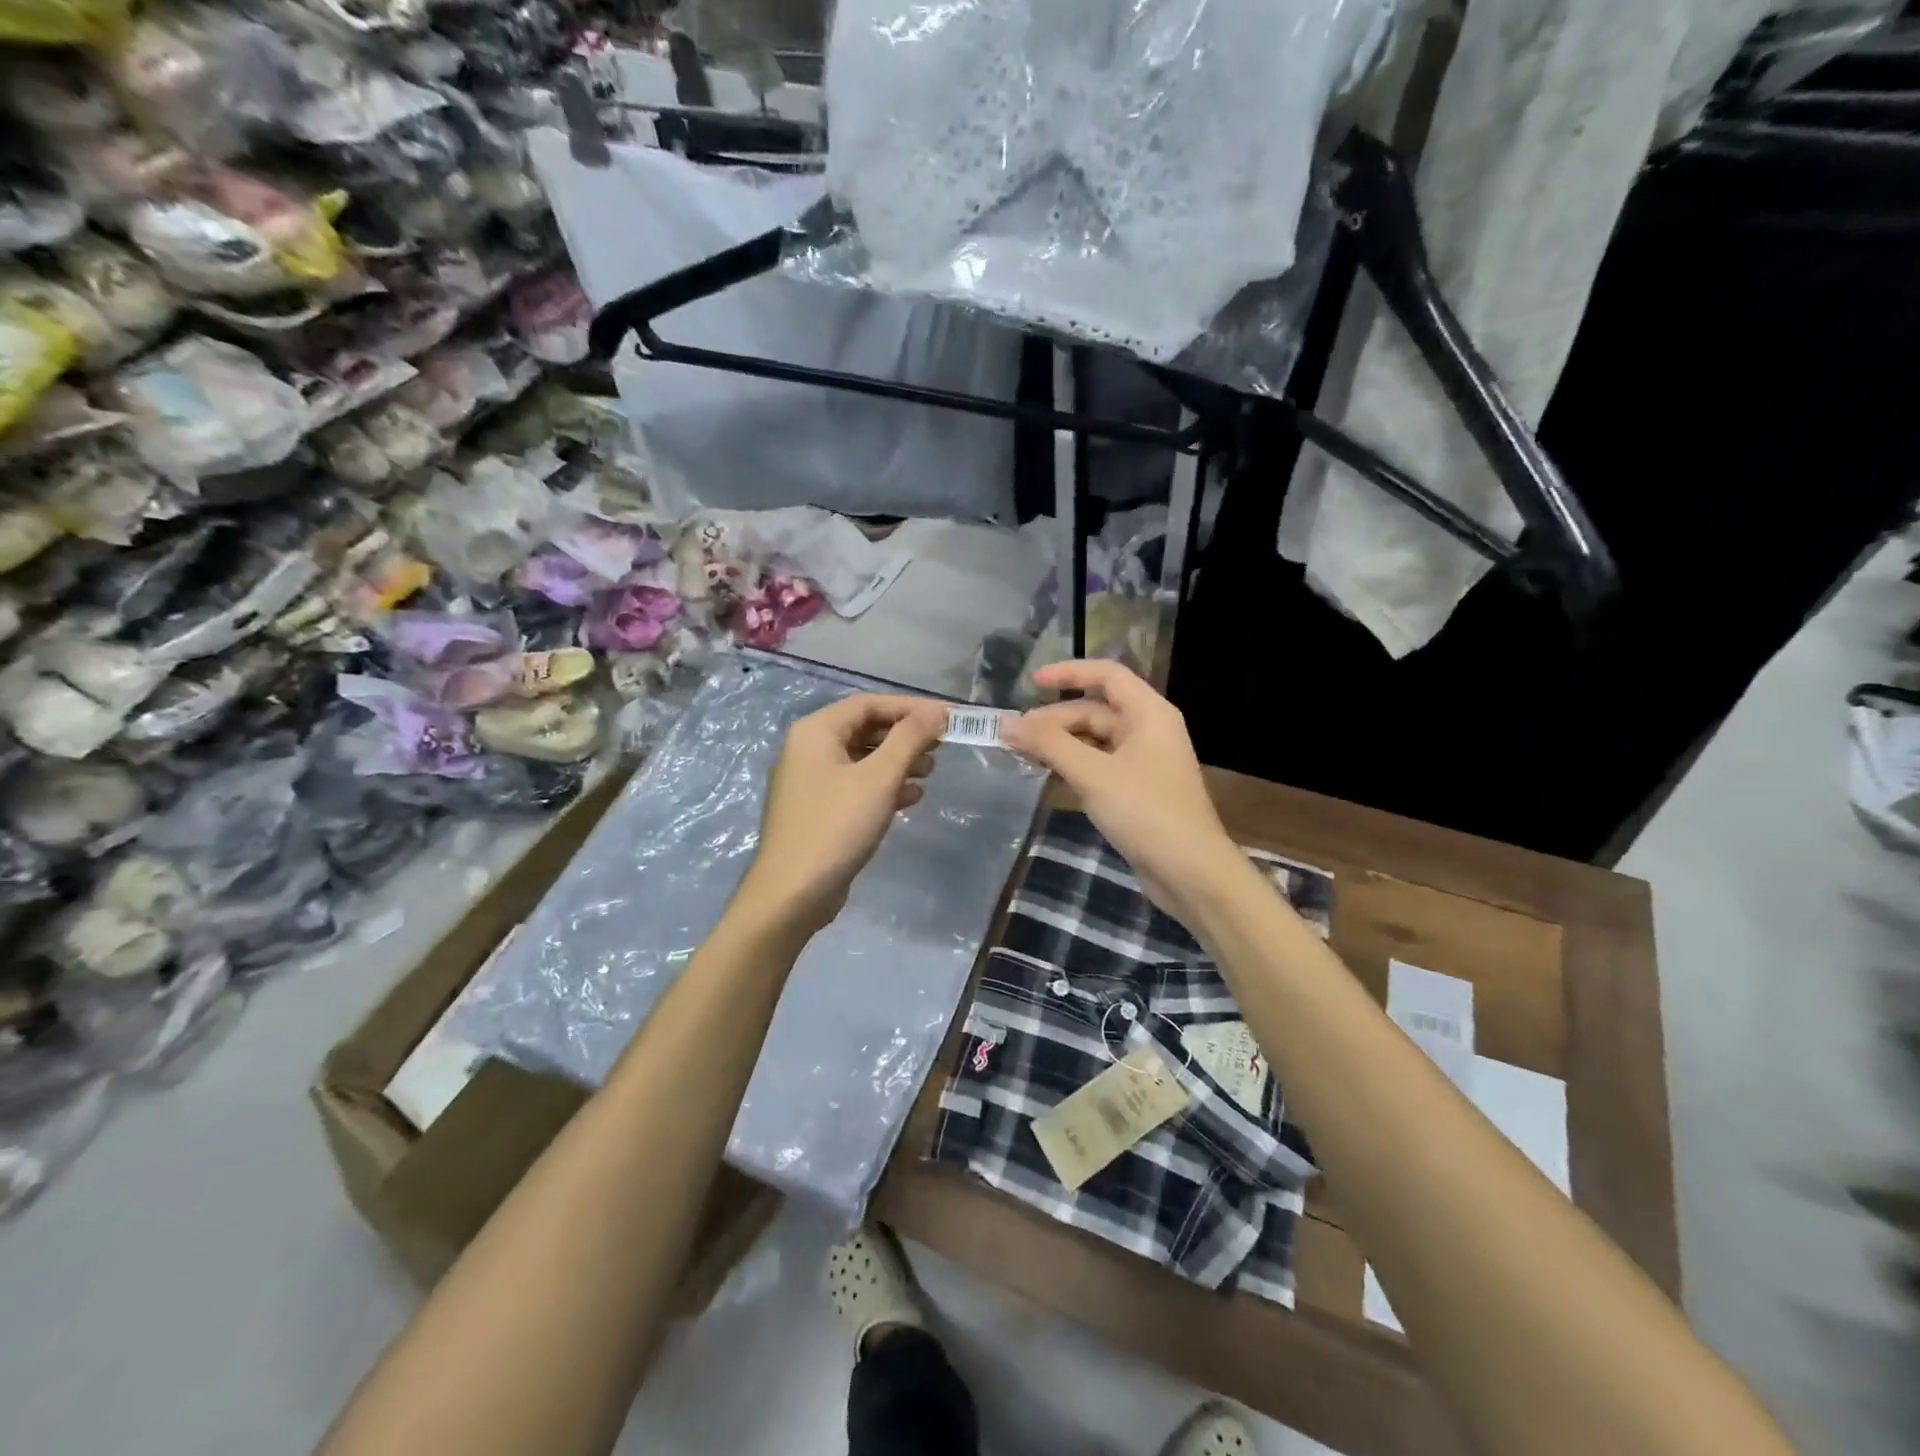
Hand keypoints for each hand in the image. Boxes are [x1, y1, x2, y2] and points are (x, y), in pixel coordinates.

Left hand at [737, 693, 946, 933]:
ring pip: (862, 758)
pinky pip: (856, 785)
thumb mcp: (879, 778)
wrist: (792, 894)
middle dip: (905, 736)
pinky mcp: (818, 810)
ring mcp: (810, 781)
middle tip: (941, 748)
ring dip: (898, 762)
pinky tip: (911, 798)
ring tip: (930, 773)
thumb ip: (909, 739)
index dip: (911, 708)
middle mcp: (808, 749)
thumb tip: (936, 711)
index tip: (947, 718)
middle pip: (865, 729)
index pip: (869, 704)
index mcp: (816, 731)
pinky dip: (884, 786)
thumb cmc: (836, 826)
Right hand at [1002, 661, 1244, 925]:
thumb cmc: (1145, 812)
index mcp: (1148, 713)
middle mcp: (1149, 729)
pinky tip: (1047, 775)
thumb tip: (1006, 722)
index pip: (1107, 675)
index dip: (1068, 673)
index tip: (1030, 683)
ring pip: (1095, 740)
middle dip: (1055, 719)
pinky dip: (1073, 765)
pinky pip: (1099, 765)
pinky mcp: (1137, 790)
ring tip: (1022, 754)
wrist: (1190, 872)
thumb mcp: (1092, 774)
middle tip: (1015, 736)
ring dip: (1060, 744)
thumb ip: (1048, 744)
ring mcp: (1144, 761)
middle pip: (1095, 710)